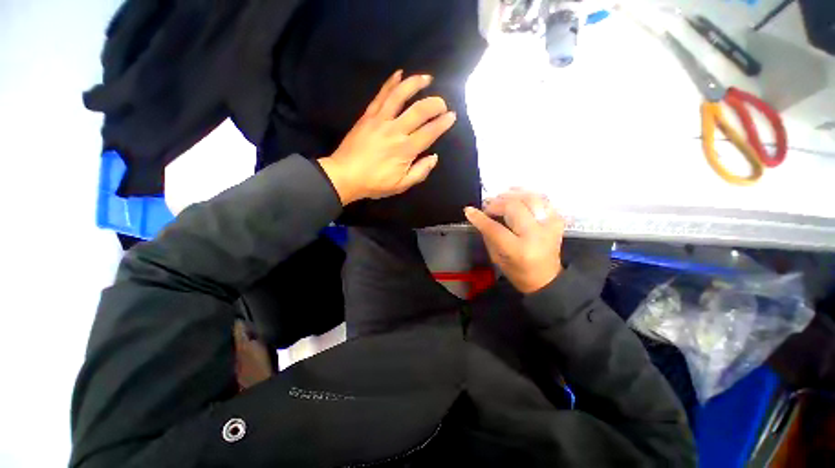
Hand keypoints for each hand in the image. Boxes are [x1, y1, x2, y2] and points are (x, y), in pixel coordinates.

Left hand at [318, 70, 456, 204]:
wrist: (345, 175)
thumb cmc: (375, 183)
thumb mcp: (401, 185)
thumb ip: (420, 172)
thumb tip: (434, 157)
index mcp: (406, 149)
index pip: (430, 131)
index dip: (443, 122)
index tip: (452, 116)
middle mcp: (396, 130)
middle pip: (419, 110)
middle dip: (435, 103)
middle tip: (442, 103)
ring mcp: (380, 120)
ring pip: (400, 95)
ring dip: (415, 84)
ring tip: (427, 78)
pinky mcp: (368, 116)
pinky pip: (381, 95)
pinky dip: (391, 83)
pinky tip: (399, 74)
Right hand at [465, 190, 564, 293]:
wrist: (546, 278)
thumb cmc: (517, 272)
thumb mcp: (496, 257)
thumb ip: (488, 235)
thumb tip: (479, 216)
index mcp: (519, 250)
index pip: (495, 229)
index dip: (480, 218)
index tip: (469, 211)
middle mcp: (536, 236)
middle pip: (514, 208)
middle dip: (496, 204)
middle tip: (487, 206)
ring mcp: (550, 226)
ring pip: (530, 198)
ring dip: (512, 195)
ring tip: (500, 197)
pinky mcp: (557, 221)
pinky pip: (543, 200)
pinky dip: (528, 194)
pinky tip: (517, 195)